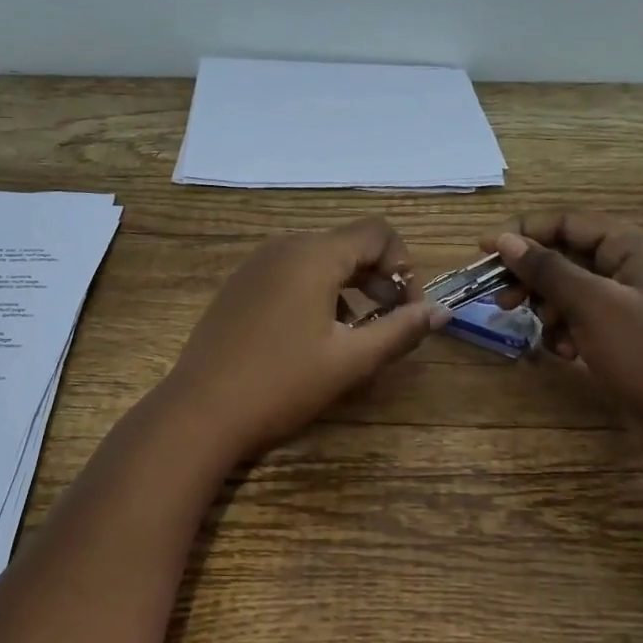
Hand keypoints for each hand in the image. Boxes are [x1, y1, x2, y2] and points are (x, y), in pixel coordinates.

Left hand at [164, 217, 449, 458]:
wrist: (201, 411)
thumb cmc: (282, 383)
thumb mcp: (351, 360)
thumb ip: (400, 330)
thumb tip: (442, 312)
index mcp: (314, 254)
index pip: (378, 232)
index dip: (405, 266)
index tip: (408, 310)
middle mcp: (283, 247)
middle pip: (348, 244)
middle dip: (378, 279)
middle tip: (388, 324)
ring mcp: (255, 265)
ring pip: (318, 261)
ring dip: (348, 289)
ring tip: (353, 336)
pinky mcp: (238, 286)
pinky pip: (290, 274)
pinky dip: (315, 293)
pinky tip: (311, 338)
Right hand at [483, 212, 642, 459]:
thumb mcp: (591, 305)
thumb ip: (547, 269)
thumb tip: (504, 239)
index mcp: (634, 247)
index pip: (568, 223)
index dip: (524, 232)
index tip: (483, 249)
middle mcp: (633, 267)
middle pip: (566, 257)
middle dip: (532, 278)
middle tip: (501, 300)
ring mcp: (629, 302)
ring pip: (570, 291)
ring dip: (548, 309)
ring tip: (543, 332)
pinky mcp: (623, 334)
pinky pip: (581, 319)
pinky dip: (566, 332)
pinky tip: (565, 353)